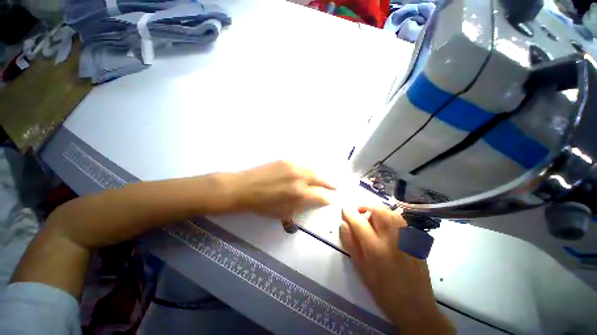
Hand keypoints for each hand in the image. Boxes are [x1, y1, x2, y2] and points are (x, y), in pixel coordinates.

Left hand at [231, 160, 335, 219]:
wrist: (244, 188)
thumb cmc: (263, 205)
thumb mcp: (284, 212)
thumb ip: (301, 206)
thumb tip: (313, 201)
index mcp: (299, 194)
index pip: (320, 195)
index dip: (328, 198)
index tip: (331, 199)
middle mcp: (300, 178)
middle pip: (321, 179)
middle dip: (329, 184)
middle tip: (335, 186)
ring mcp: (293, 166)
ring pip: (314, 169)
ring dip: (321, 175)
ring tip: (325, 179)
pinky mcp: (287, 160)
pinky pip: (304, 164)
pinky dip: (310, 168)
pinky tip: (311, 172)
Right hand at [340, 207, 453, 333]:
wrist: (414, 306)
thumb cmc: (382, 289)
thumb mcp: (360, 268)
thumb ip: (350, 243)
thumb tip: (343, 224)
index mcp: (375, 248)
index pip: (359, 222)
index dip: (349, 212)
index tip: (344, 209)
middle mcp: (392, 239)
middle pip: (378, 211)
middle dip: (365, 206)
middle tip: (358, 212)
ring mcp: (407, 239)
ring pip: (390, 212)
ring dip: (377, 210)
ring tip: (371, 216)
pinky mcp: (415, 241)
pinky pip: (401, 220)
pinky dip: (390, 215)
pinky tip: (386, 224)